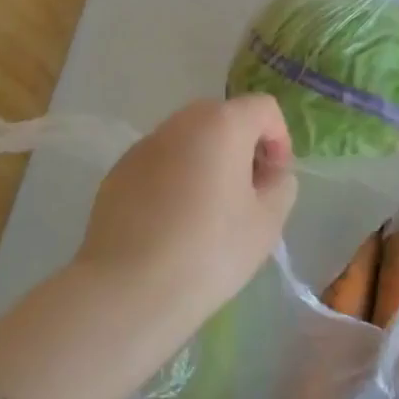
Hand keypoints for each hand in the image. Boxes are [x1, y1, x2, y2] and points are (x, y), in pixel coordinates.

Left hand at [73, 96, 297, 317]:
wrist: (128, 290)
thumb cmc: (210, 251)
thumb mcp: (268, 223)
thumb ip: (281, 186)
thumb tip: (269, 174)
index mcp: (221, 125)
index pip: (263, 108)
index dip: (279, 140)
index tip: (274, 180)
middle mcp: (180, 123)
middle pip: (224, 118)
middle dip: (243, 147)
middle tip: (247, 194)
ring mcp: (143, 146)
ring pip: (189, 140)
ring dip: (207, 161)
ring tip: (209, 211)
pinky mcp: (117, 173)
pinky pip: (160, 163)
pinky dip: (175, 179)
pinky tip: (172, 224)